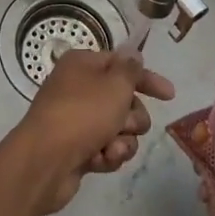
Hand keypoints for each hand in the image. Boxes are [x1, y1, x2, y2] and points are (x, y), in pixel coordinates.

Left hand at [0, 46, 175, 215]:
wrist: (44, 161)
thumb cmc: (82, 115)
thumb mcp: (114, 86)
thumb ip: (130, 69)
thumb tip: (132, 54)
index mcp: (83, 64)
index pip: (122, 65)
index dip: (147, 80)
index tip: (170, 95)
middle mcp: (78, 88)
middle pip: (124, 100)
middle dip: (132, 117)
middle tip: (124, 125)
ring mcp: (76, 120)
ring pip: (119, 129)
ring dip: (121, 141)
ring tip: (110, 148)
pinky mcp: (77, 148)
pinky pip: (106, 149)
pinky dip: (107, 155)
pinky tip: (98, 161)